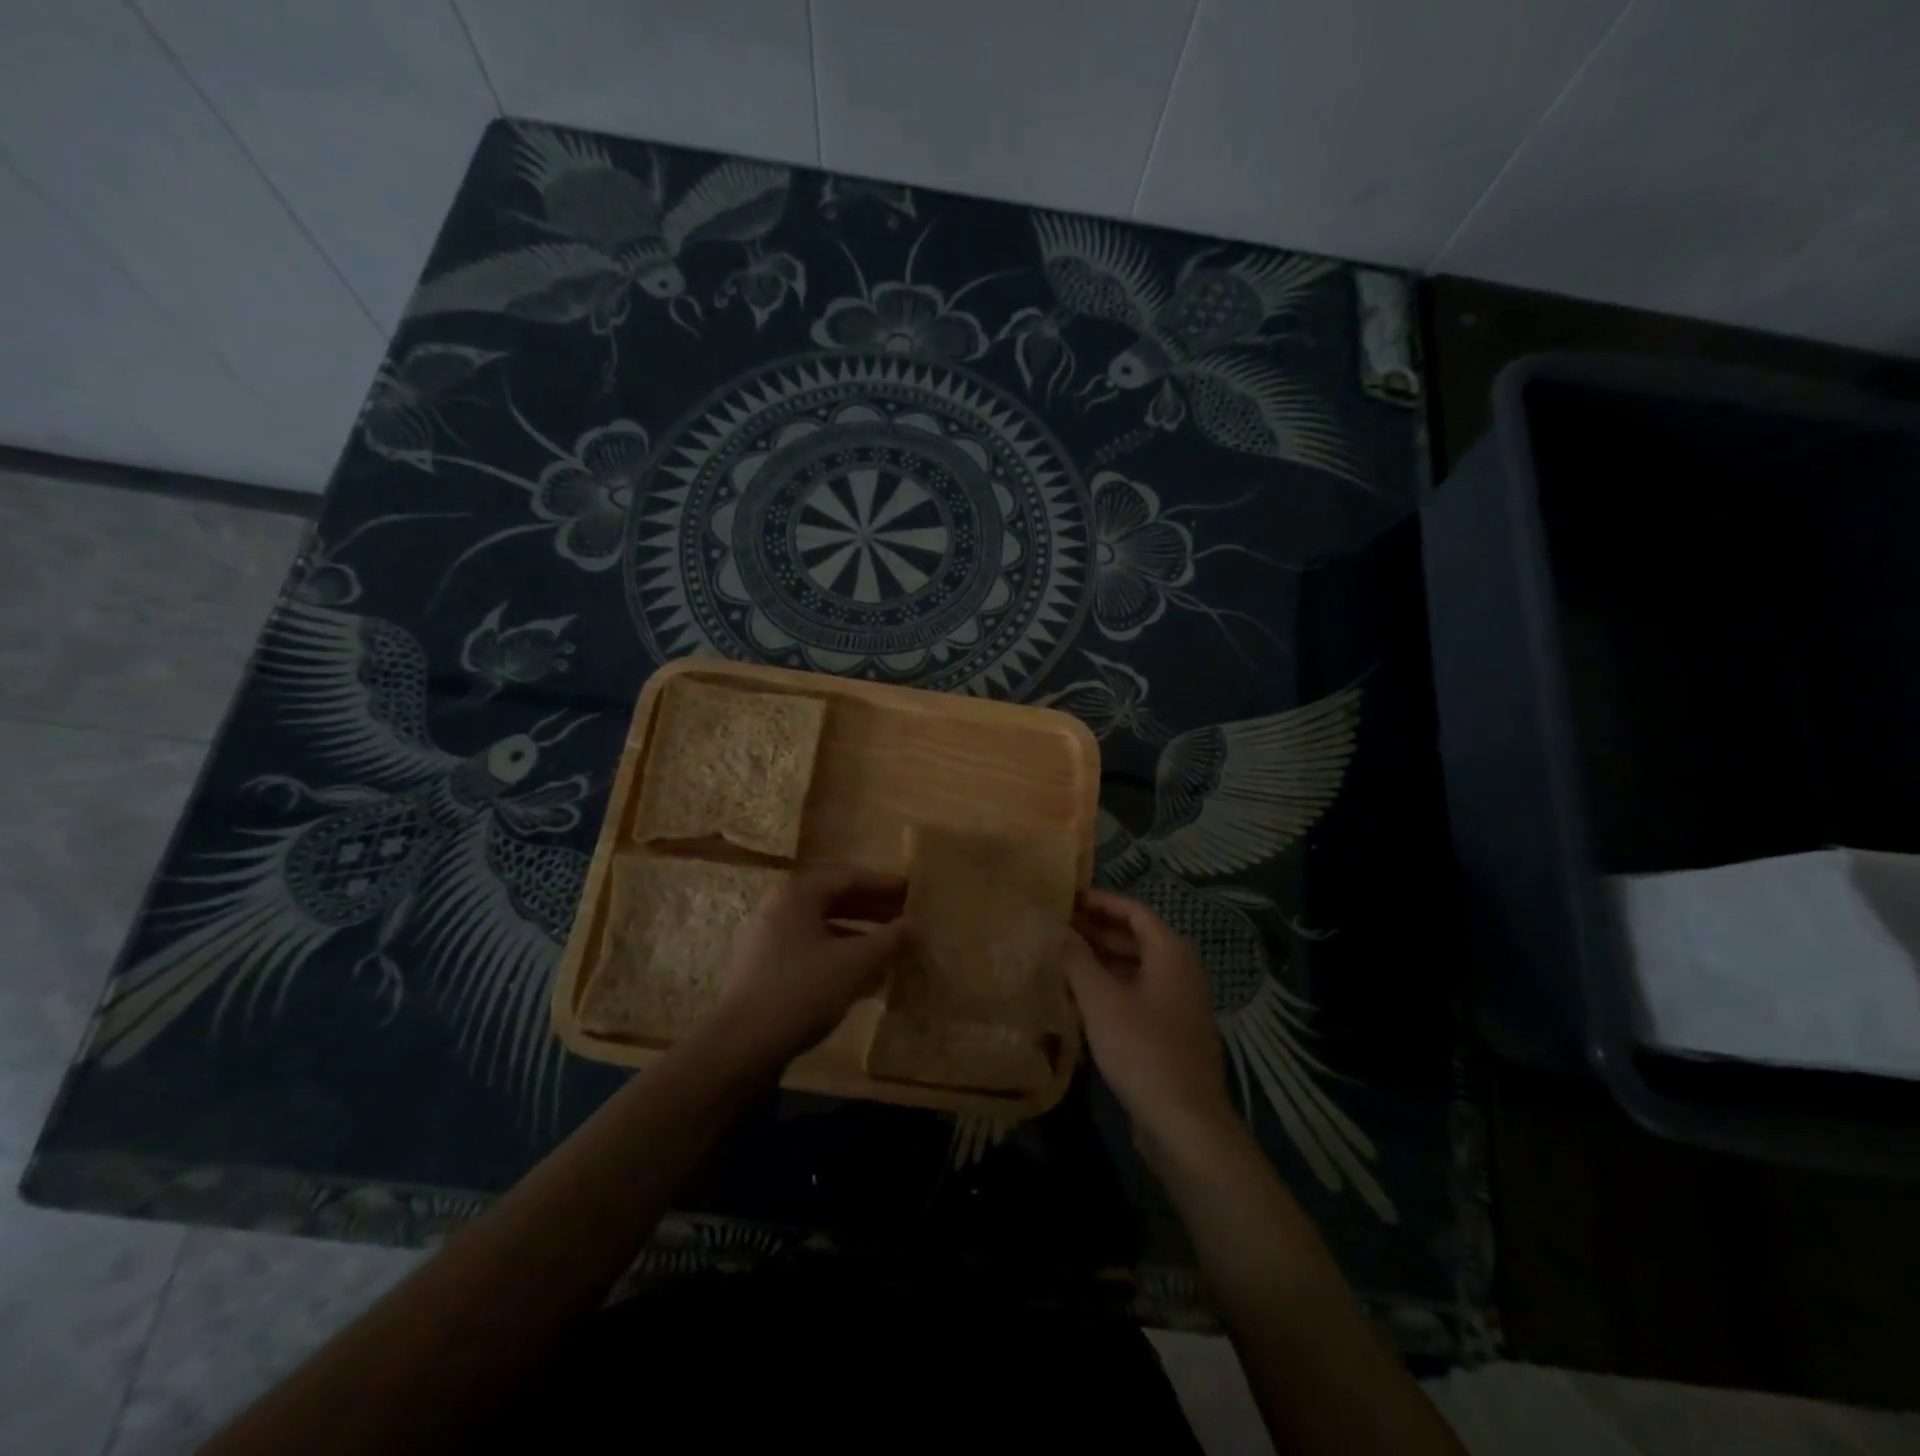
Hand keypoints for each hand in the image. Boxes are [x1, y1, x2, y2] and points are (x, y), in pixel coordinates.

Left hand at [700, 866, 910, 1071]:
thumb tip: (918, 926)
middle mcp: (780, 909)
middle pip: (834, 899)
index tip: (912, 893)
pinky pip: (812, 951)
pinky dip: (840, 956)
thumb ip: (890, 940)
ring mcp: (770, 940)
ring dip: (859, 935)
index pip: (848, 876)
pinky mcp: (766, 970)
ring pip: (823, 927)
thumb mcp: (855, 963)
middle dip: (872, 910)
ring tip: (890, 950)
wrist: (740, 1047)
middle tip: (905, 920)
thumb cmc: (801, 991)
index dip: (883, 884)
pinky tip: (864, 979)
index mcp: (798, 894)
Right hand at [1061, 890, 1235, 1158]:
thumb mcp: (1101, 1000)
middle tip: (1056, 925)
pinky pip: (1136, 993)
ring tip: (1060, 956)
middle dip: (1096, 929)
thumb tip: (1056, 929)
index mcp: (1171, 953)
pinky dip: (1110, 985)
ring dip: (1100, 959)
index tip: (1066, 898)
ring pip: (1134, 967)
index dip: (1099, 901)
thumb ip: (1076, 959)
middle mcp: (1179, 970)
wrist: (1184, 1122)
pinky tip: (1080, 995)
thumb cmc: (1142, 1049)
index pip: (1133, 910)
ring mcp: (1177, 1002)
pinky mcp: (1169, 1031)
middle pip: (1135, 937)